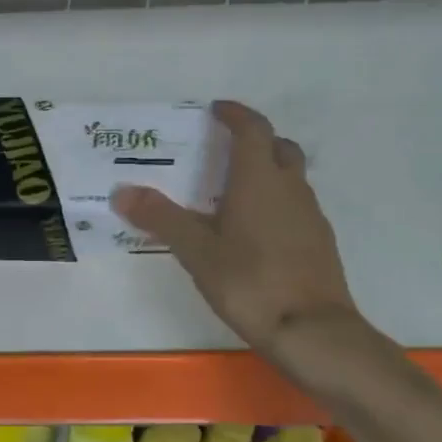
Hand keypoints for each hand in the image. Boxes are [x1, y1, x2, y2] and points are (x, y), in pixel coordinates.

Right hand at [113, 100, 361, 358]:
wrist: (312, 332)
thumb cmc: (250, 282)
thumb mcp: (196, 251)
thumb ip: (160, 218)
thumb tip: (121, 191)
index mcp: (259, 180)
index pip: (253, 129)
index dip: (235, 114)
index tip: (217, 109)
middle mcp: (290, 189)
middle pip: (279, 148)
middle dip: (255, 139)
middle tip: (224, 148)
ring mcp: (310, 216)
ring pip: (291, 178)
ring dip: (266, 171)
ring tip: (231, 191)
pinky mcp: (319, 243)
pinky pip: (295, 206)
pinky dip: (275, 202)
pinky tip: (253, 230)